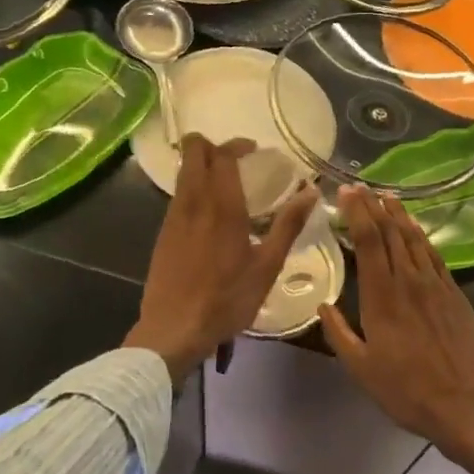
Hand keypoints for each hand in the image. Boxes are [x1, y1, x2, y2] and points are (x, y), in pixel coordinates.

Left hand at [125, 135, 318, 380]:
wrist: (174, 328)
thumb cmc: (227, 299)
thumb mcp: (267, 266)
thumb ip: (288, 225)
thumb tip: (311, 191)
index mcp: (222, 206)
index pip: (222, 155)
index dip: (237, 145)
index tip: (254, 151)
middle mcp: (193, 202)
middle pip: (193, 152)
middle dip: (211, 145)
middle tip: (236, 160)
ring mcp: (173, 217)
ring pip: (183, 173)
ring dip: (201, 167)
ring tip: (226, 187)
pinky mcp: (163, 233)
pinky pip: (178, 196)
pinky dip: (193, 190)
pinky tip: (209, 216)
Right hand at [319, 186, 473, 461]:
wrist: (466, 404)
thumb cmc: (407, 391)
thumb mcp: (361, 369)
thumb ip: (339, 334)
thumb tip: (323, 305)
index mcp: (382, 297)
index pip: (368, 241)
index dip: (357, 213)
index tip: (346, 193)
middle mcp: (409, 281)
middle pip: (390, 233)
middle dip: (374, 206)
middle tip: (360, 187)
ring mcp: (436, 285)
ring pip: (414, 239)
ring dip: (399, 215)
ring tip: (387, 197)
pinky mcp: (454, 293)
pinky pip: (434, 256)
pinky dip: (421, 237)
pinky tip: (415, 230)